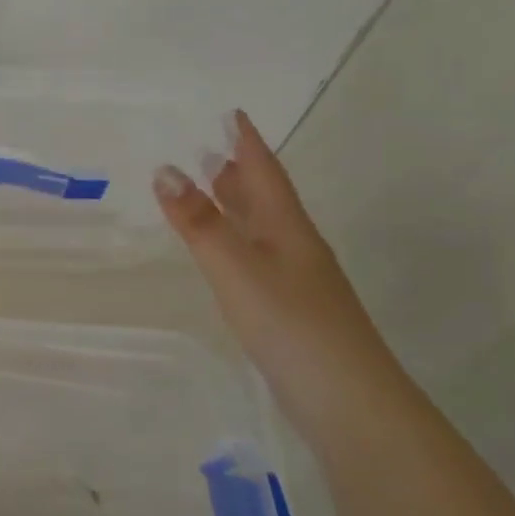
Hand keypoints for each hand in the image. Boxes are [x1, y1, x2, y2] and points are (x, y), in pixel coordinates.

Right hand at [153, 110, 395, 404]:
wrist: (349, 402)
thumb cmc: (291, 325)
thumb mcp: (237, 268)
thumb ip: (200, 223)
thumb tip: (165, 169)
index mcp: (288, 229)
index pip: (265, 174)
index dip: (248, 143)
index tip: (234, 114)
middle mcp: (296, 248)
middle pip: (267, 199)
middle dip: (241, 172)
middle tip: (217, 148)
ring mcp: (298, 282)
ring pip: (264, 229)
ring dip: (240, 206)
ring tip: (216, 189)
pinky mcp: (292, 312)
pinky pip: (259, 258)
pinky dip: (239, 242)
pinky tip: (232, 256)